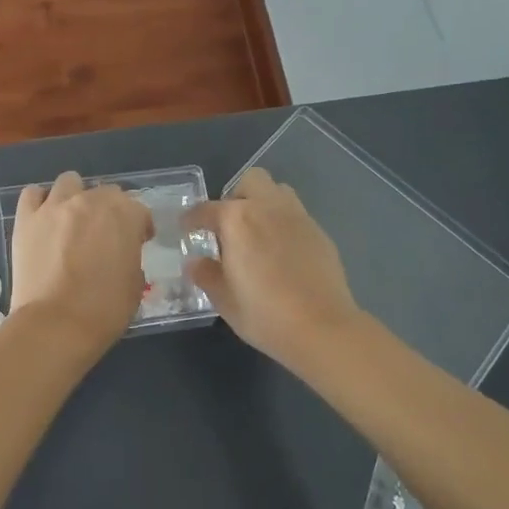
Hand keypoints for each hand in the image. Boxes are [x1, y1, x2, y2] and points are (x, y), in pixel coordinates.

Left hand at [10, 172, 153, 350]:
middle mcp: (90, 200)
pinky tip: (44, 219)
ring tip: (73, 221)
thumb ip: (131, 257)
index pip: (139, 210)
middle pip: (106, 192)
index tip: (137, 243)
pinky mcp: (26, 218)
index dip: (140, 227)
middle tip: (104, 236)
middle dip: (109, 211)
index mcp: (124, 215)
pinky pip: (32, 194)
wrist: (55, 325)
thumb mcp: (135, 284)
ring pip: (69, 182)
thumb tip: (121, 254)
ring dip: (76, 197)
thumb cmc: (104, 310)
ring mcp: (55, 206)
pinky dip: (40, 202)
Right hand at [185, 168, 363, 368]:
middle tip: (229, 226)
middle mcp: (268, 208)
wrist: (323, 328)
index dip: (192, 219)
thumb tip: (194, 263)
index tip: (186, 228)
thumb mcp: (225, 299)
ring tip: (257, 234)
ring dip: (263, 204)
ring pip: (278, 192)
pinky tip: (282, 253)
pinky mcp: (319, 232)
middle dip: (236, 196)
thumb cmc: (265, 314)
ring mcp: (298, 217)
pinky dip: (283, 224)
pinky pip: (296, 215)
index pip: (206, 209)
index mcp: (237, 219)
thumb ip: (206, 275)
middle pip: (250, 181)